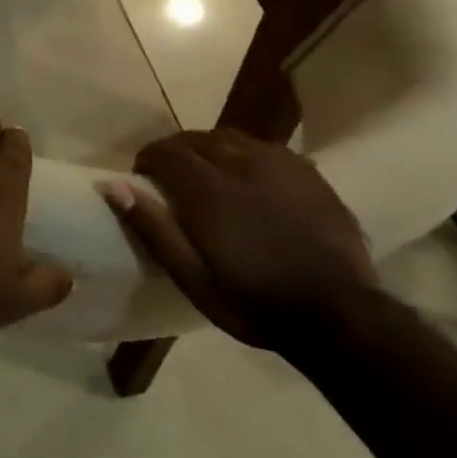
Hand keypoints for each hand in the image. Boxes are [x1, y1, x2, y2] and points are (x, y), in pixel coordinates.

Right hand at [100, 130, 380, 351]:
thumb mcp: (192, 278)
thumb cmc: (255, 302)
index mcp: (209, 190)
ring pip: (232, 138)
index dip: (148, 159)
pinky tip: (250, 179)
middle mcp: (242, 165)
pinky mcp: (310, 175)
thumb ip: (153, 228)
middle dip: (176, 151)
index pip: (166, 151)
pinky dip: (246, 155)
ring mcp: (281, 166)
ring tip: (208, 174)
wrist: (342, 319)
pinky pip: (267, 149)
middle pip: (197, 138)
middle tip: (171, 178)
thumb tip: (114, 185)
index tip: (143, 178)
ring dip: (211, 149)